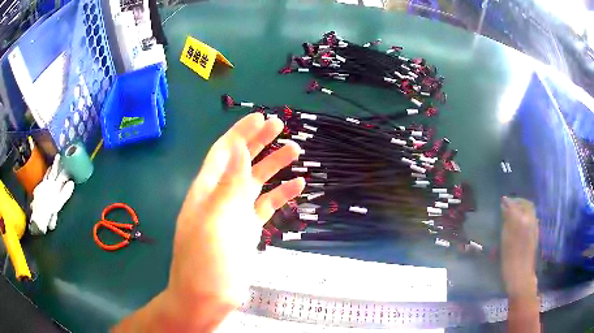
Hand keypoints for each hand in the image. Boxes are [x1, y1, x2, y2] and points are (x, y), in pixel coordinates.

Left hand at [114, 113, 303, 331]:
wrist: (207, 297)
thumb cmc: (206, 260)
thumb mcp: (215, 220)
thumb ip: (228, 183)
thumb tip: (237, 146)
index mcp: (208, 190)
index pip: (224, 153)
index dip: (240, 133)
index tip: (260, 117)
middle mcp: (221, 197)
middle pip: (241, 162)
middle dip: (259, 142)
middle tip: (281, 126)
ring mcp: (236, 214)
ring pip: (256, 182)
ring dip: (274, 165)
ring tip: (295, 150)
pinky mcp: (248, 230)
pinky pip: (266, 206)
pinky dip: (280, 194)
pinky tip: (296, 185)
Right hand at [500, 196, 538, 297]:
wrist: (521, 277)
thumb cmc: (510, 261)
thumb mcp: (505, 240)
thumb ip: (507, 220)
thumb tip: (505, 206)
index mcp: (522, 221)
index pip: (515, 204)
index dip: (508, 201)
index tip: (502, 201)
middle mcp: (530, 220)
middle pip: (526, 204)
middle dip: (518, 202)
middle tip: (509, 205)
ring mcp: (534, 228)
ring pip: (530, 211)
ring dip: (522, 208)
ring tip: (513, 213)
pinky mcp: (535, 234)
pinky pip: (532, 218)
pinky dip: (525, 216)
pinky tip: (519, 224)